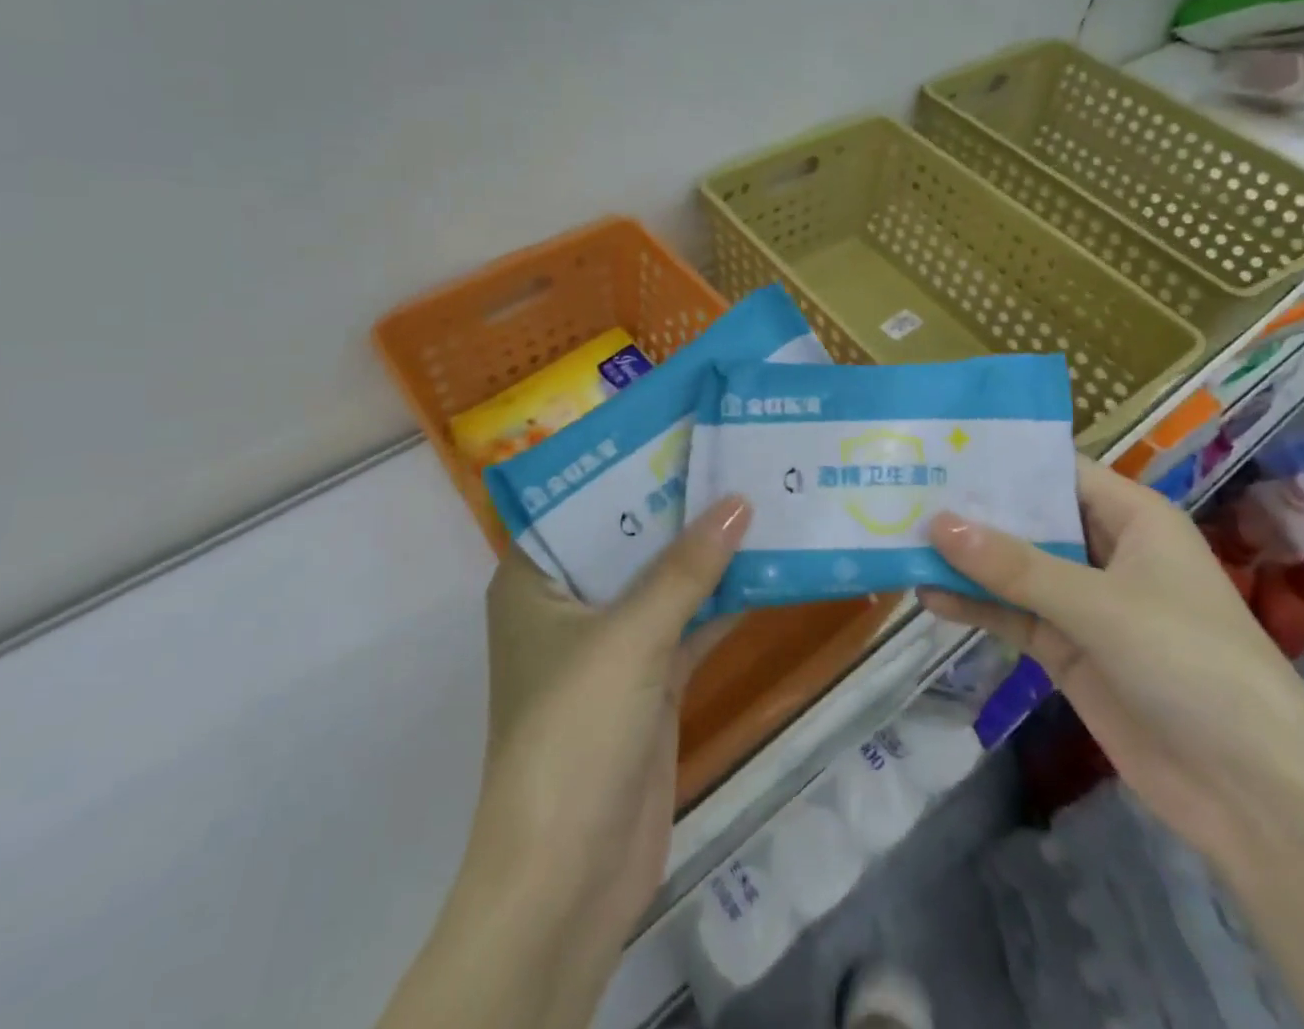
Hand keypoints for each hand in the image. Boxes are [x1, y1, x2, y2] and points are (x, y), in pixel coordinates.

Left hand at [380, 496, 751, 1028]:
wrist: (570, 877)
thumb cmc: (574, 733)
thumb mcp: (629, 637)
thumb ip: (686, 569)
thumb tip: (741, 502)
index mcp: (534, 579)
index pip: (580, 500)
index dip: (627, 463)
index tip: (679, 425)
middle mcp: (568, 602)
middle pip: (629, 536)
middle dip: (679, 502)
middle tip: (732, 449)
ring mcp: (610, 643)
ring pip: (664, 579)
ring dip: (707, 549)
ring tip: (760, 492)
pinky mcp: (649, 680)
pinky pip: (689, 622)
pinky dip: (723, 598)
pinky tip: (769, 563)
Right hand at [919, 456, 1303, 866]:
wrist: (1254, 797)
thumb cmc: (1192, 665)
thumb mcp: (1100, 605)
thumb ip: (1015, 566)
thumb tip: (937, 522)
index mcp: (1133, 519)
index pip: (1058, 471)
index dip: (1003, 459)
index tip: (940, 446)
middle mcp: (1106, 551)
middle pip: (1029, 519)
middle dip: (972, 509)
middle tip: (904, 487)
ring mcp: (1085, 604)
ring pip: (1014, 568)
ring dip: (966, 559)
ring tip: (900, 537)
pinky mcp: (1068, 650)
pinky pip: (1012, 615)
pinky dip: (974, 605)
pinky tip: (927, 594)